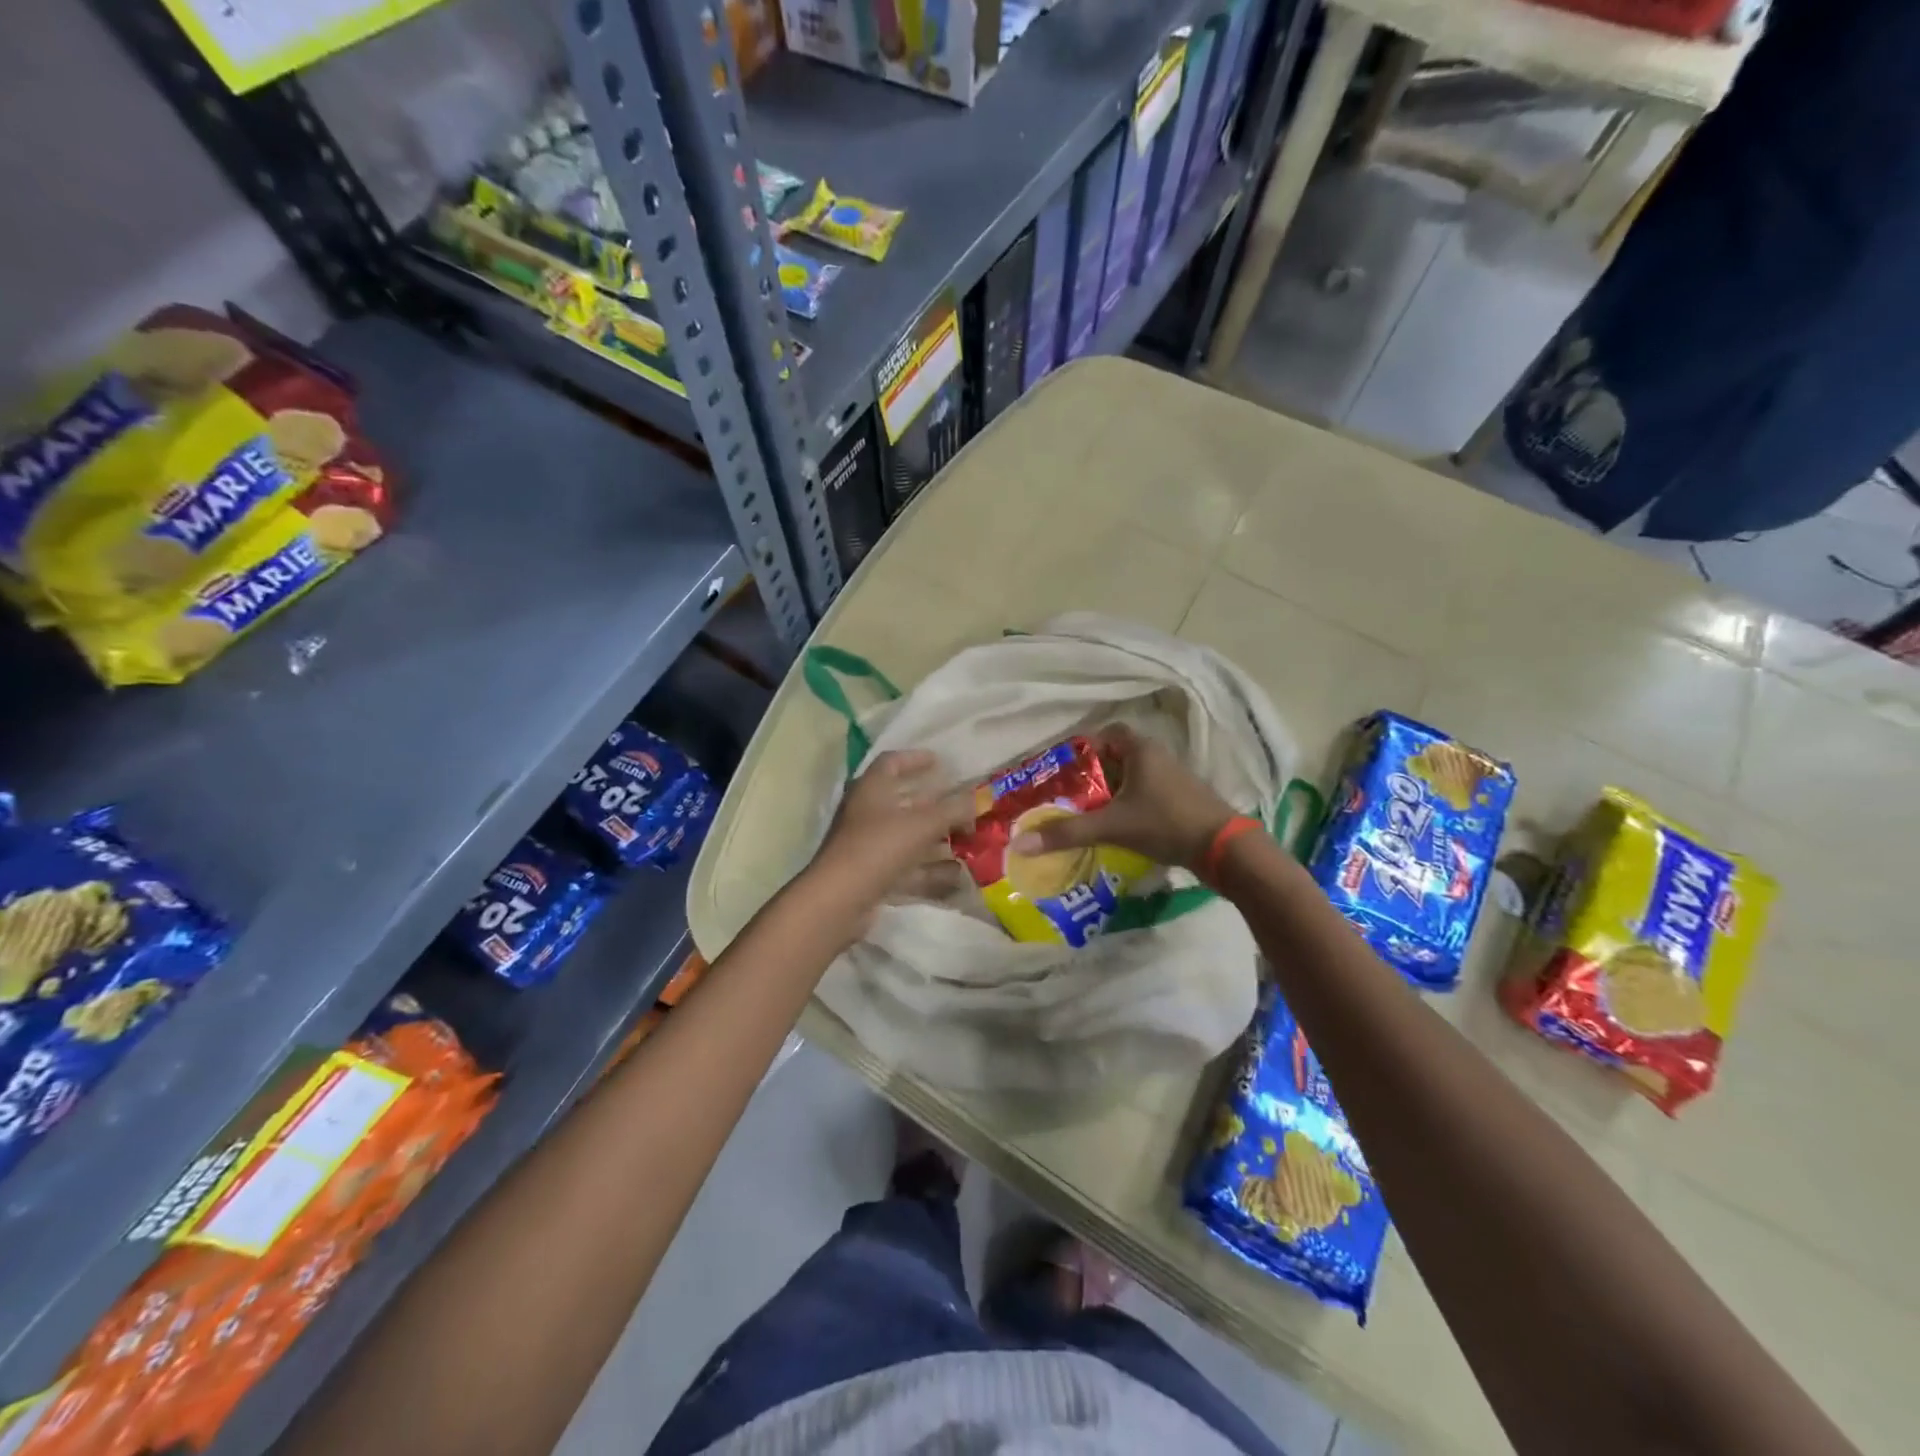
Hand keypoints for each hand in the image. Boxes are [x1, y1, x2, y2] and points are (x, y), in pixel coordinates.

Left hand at [801, 749, 973, 941]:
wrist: (839, 901)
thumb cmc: (877, 848)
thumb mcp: (921, 825)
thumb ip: (953, 810)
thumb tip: (981, 797)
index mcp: (871, 789)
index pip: (892, 762)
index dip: (915, 759)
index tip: (940, 762)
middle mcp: (867, 813)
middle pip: (903, 801)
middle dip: (935, 803)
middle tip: (964, 804)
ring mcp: (869, 846)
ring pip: (908, 836)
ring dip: (937, 837)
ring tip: (968, 839)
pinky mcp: (872, 874)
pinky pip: (907, 866)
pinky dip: (930, 868)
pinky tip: (956, 873)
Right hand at [1008, 724, 1233, 871]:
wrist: (1223, 848)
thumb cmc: (1165, 823)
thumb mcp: (1112, 826)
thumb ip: (1068, 832)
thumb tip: (1020, 843)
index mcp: (1142, 750)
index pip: (1109, 733)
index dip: (1086, 747)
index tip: (1066, 769)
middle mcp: (1159, 757)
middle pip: (1119, 757)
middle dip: (1094, 774)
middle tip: (1070, 794)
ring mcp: (1174, 780)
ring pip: (1134, 778)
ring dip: (1112, 792)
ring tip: (1088, 813)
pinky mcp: (1182, 801)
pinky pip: (1147, 794)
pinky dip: (1129, 805)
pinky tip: (1117, 827)